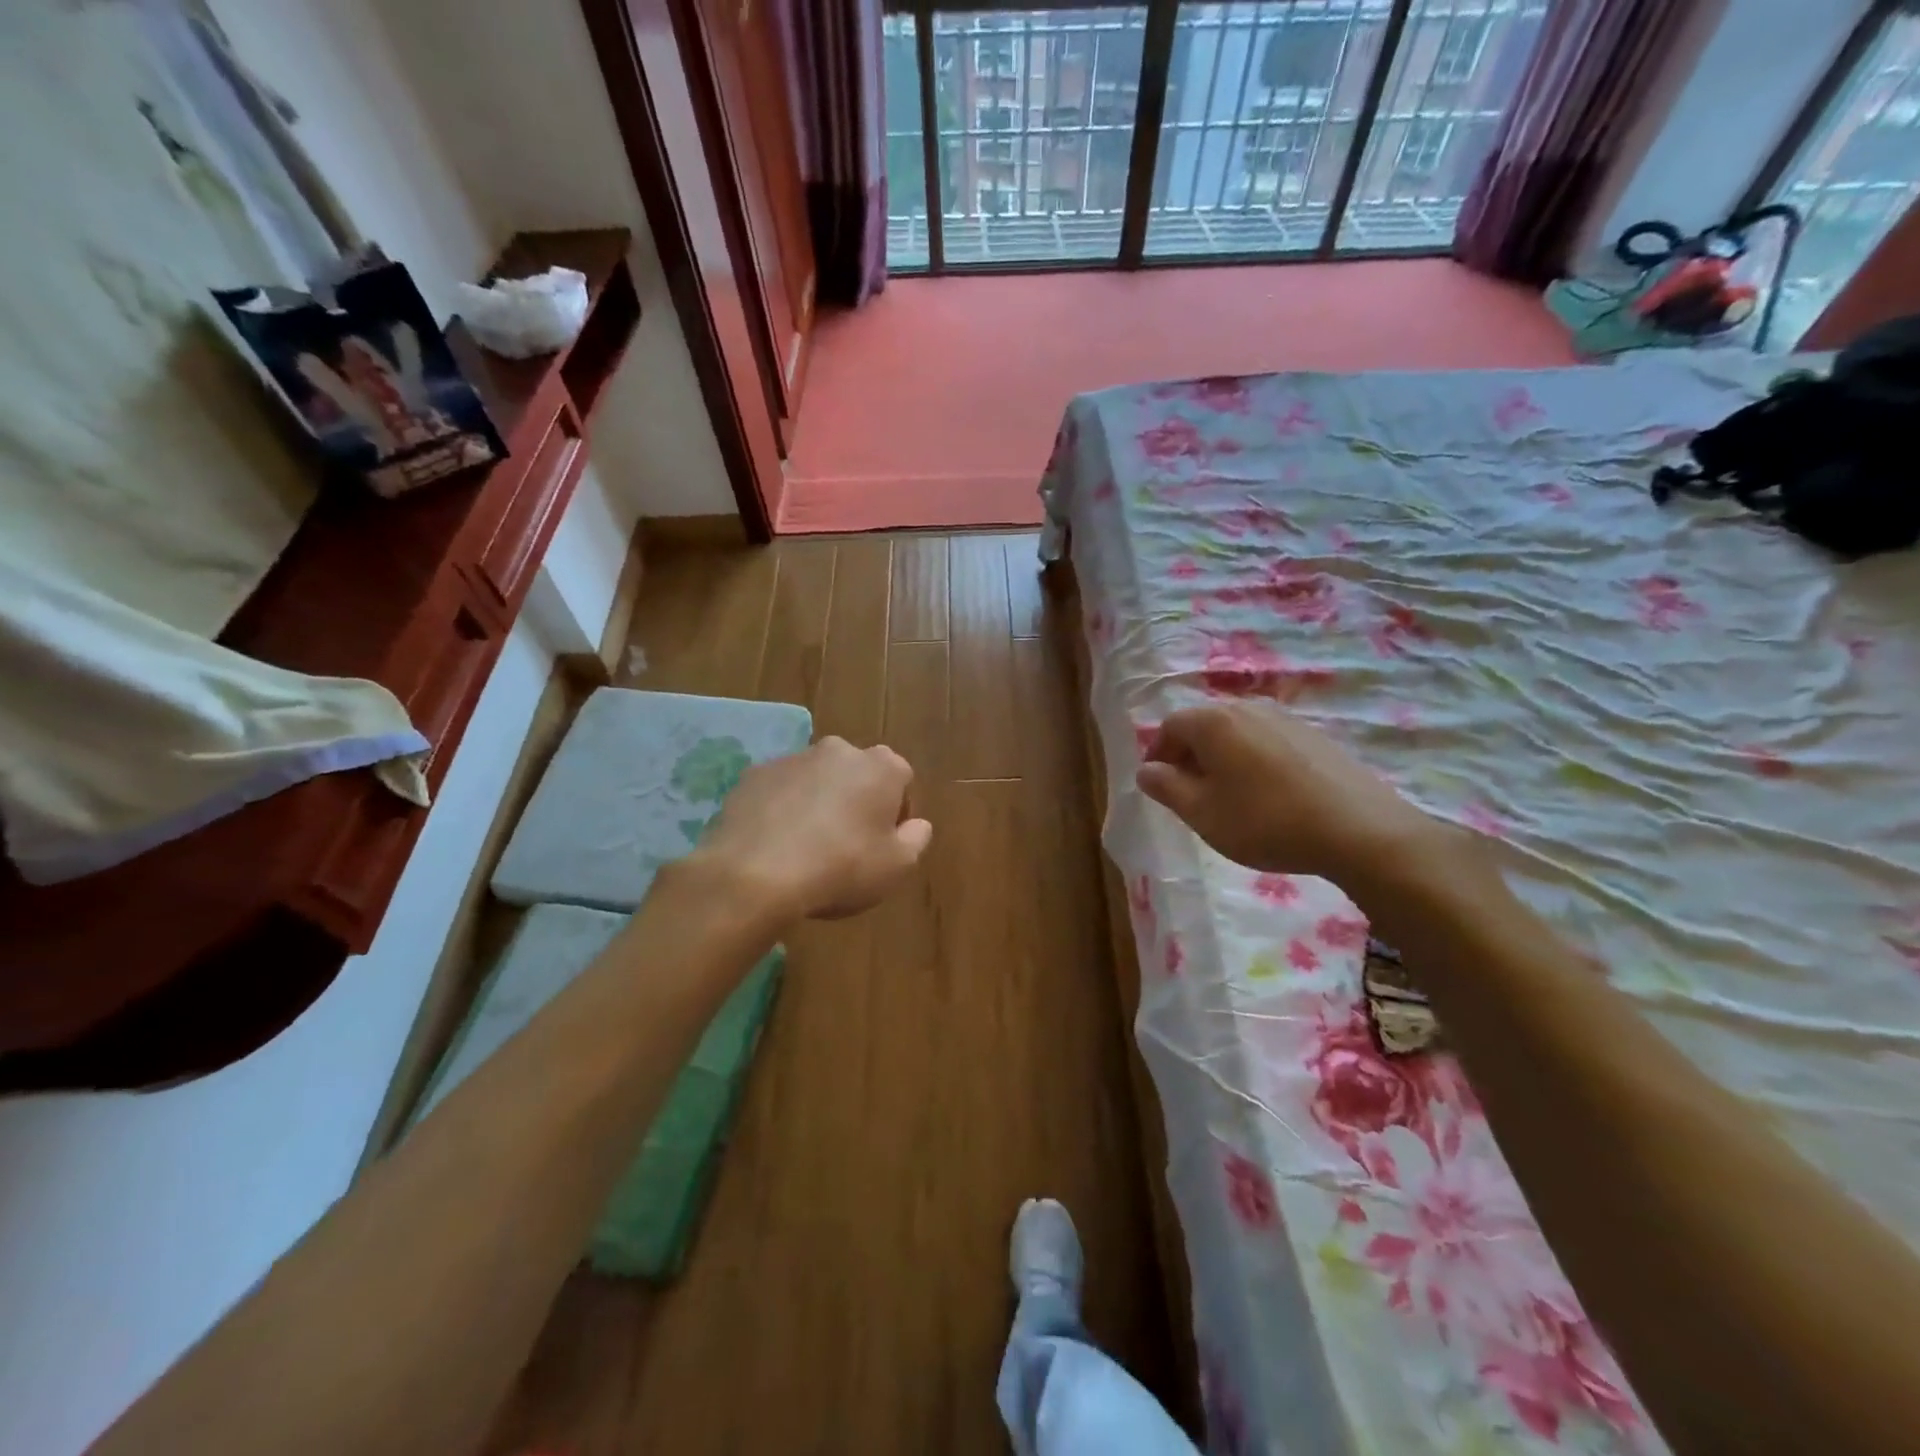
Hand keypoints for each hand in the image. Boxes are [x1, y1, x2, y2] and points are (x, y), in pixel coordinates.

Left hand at [695, 736, 932, 921]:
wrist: (756, 873)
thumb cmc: (841, 867)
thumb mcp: (897, 867)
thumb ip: (916, 839)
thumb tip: (917, 825)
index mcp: (881, 766)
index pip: (902, 780)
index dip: (897, 813)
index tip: (886, 843)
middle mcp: (839, 750)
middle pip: (858, 774)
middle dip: (857, 801)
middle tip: (849, 844)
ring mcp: (793, 758)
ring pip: (817, 780)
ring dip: (819, 803)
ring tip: (807, 847)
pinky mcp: (754, 775)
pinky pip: (780, 791)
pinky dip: (783, 808)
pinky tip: (776, 844)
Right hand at [1137, 702, 1437, 884]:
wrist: (1359, 830)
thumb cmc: (1265, 821)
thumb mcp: (1202, 813)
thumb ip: (1166, 788)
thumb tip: (1146, 770)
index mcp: (1214, 721)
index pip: (1170, 727)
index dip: (1157, 755)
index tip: (1158, 787)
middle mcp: (1248, 708)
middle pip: (1205, 725)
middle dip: (1189, 756)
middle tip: (1189, 793)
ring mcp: (1286, 719)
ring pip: (1238, 733)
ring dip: (1222, 758)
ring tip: (1228, 797)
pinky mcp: (1316, 737)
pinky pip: (1268, 742)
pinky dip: (1254, 761)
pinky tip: (1267, 795)